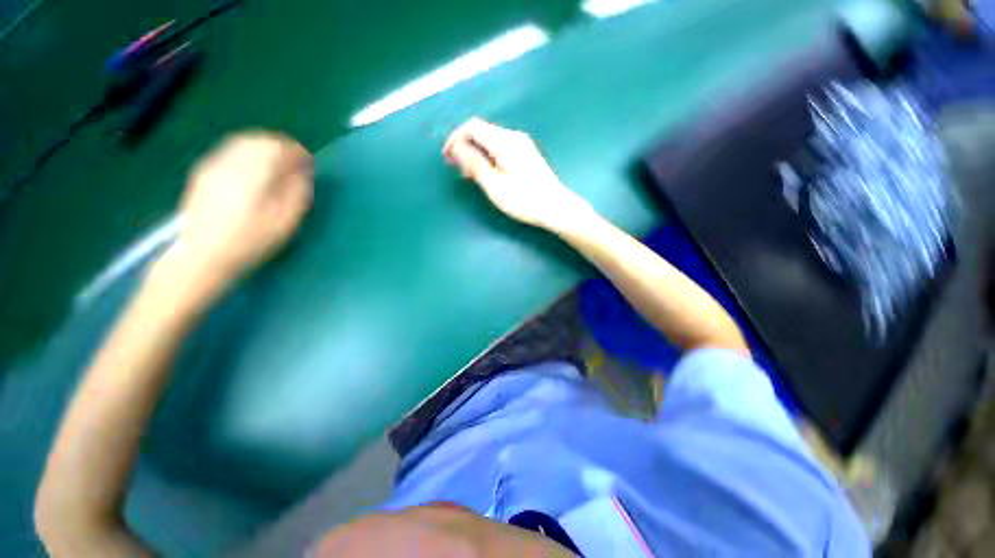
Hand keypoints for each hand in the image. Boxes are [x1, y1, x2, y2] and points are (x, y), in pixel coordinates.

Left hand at [172, 131, 312, 285]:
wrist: (202, 256)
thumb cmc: (250, 241)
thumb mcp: (285, 221)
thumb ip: (297, 192)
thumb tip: (303, 172)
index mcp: (254, 173)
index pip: (280, 147)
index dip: (298, 153)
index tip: (309, 164)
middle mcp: (231, 161)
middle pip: (260, 139)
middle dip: (281, 147)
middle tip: (294, 164)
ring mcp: (213, 165)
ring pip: (242, 141)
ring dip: (264, 148)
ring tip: (276, 165)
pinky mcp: (203, 173)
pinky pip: (229, 151)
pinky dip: (247, 153)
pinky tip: (252, 170)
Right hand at [443, 118, 592, 232]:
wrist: (555, 207)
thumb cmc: (524, 199)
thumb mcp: (494, 184)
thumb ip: (474, 163)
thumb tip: (457, 147)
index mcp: (504, 141)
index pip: (472, 126)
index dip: (455, 138)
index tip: (447, 157)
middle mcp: (514, 137)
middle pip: (482, 132)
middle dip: (465, 147)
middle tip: (458, 169)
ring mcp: (523, 145)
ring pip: (492, 141)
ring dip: (477, 154)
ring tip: (471, 175)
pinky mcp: (527, 155)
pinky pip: (502, 149)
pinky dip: (489, 158)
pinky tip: (488, 173)